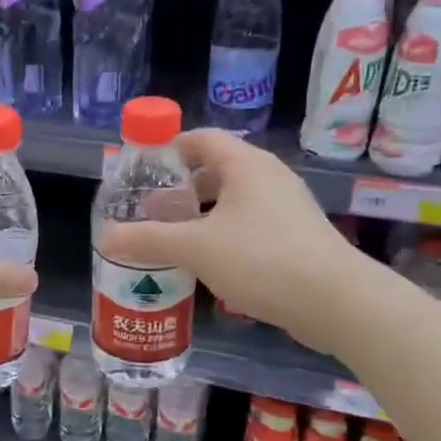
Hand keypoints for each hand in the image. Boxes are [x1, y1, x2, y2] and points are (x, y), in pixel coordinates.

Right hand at [96, 130, 365, 350]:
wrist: (336, 301)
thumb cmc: (261, 259)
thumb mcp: (195, 248)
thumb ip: (148, 240)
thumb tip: (105, 237)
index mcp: (245, 165)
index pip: (201, 139)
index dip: (169, 148)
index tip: (142, 170)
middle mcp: (268, 177)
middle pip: (217, 168)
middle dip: (182, 187)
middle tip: (152, 208)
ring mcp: (287, 207)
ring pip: (234, 199)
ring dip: (202, 213)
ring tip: (174, 237)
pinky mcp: (297, 236)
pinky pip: (250, 222)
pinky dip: (224, 232)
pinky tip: (209, 262)